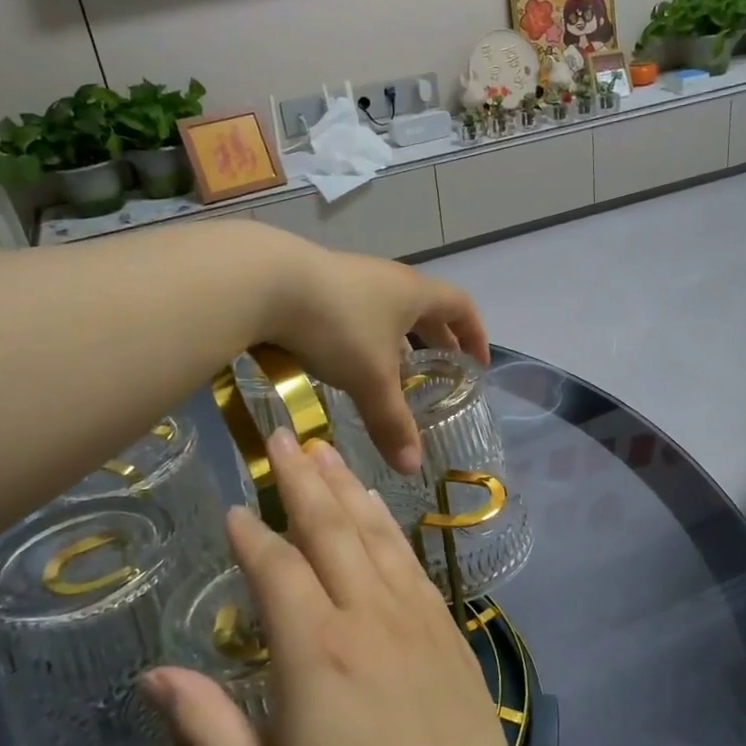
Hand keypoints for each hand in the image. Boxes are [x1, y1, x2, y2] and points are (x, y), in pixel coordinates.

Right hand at [141, 429, 534, 745]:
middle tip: (282, 434)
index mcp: (315, 652)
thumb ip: (204, 728)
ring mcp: (415, 618)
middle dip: (301, 478)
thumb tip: (154, 673)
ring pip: (375, 534)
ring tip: (325, 451)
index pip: (277, 568)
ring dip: (347, 487)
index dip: (250, 535)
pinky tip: (377, 510)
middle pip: (330, 528)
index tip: (233, 509)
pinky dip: (387, 525)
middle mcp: (367, 617)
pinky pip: (410, 561)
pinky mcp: (448, 631)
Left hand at [265, 248, 488, 473]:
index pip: (461, 307)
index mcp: (414, 294)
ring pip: (388, 310)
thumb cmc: (338, 325)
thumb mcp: (370, 379)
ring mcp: (353, 277)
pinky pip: (358, 311)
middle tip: (441, 371)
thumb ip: (392, 422)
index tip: (477, 364)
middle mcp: (389, 279)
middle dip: (437, 340)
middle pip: (426, 307)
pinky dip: (365, 336)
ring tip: (393, 371)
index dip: (474, 335)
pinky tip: (346, 359)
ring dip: (398, 339)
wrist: (267, 281)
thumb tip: (412, 467)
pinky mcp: (320, 283)